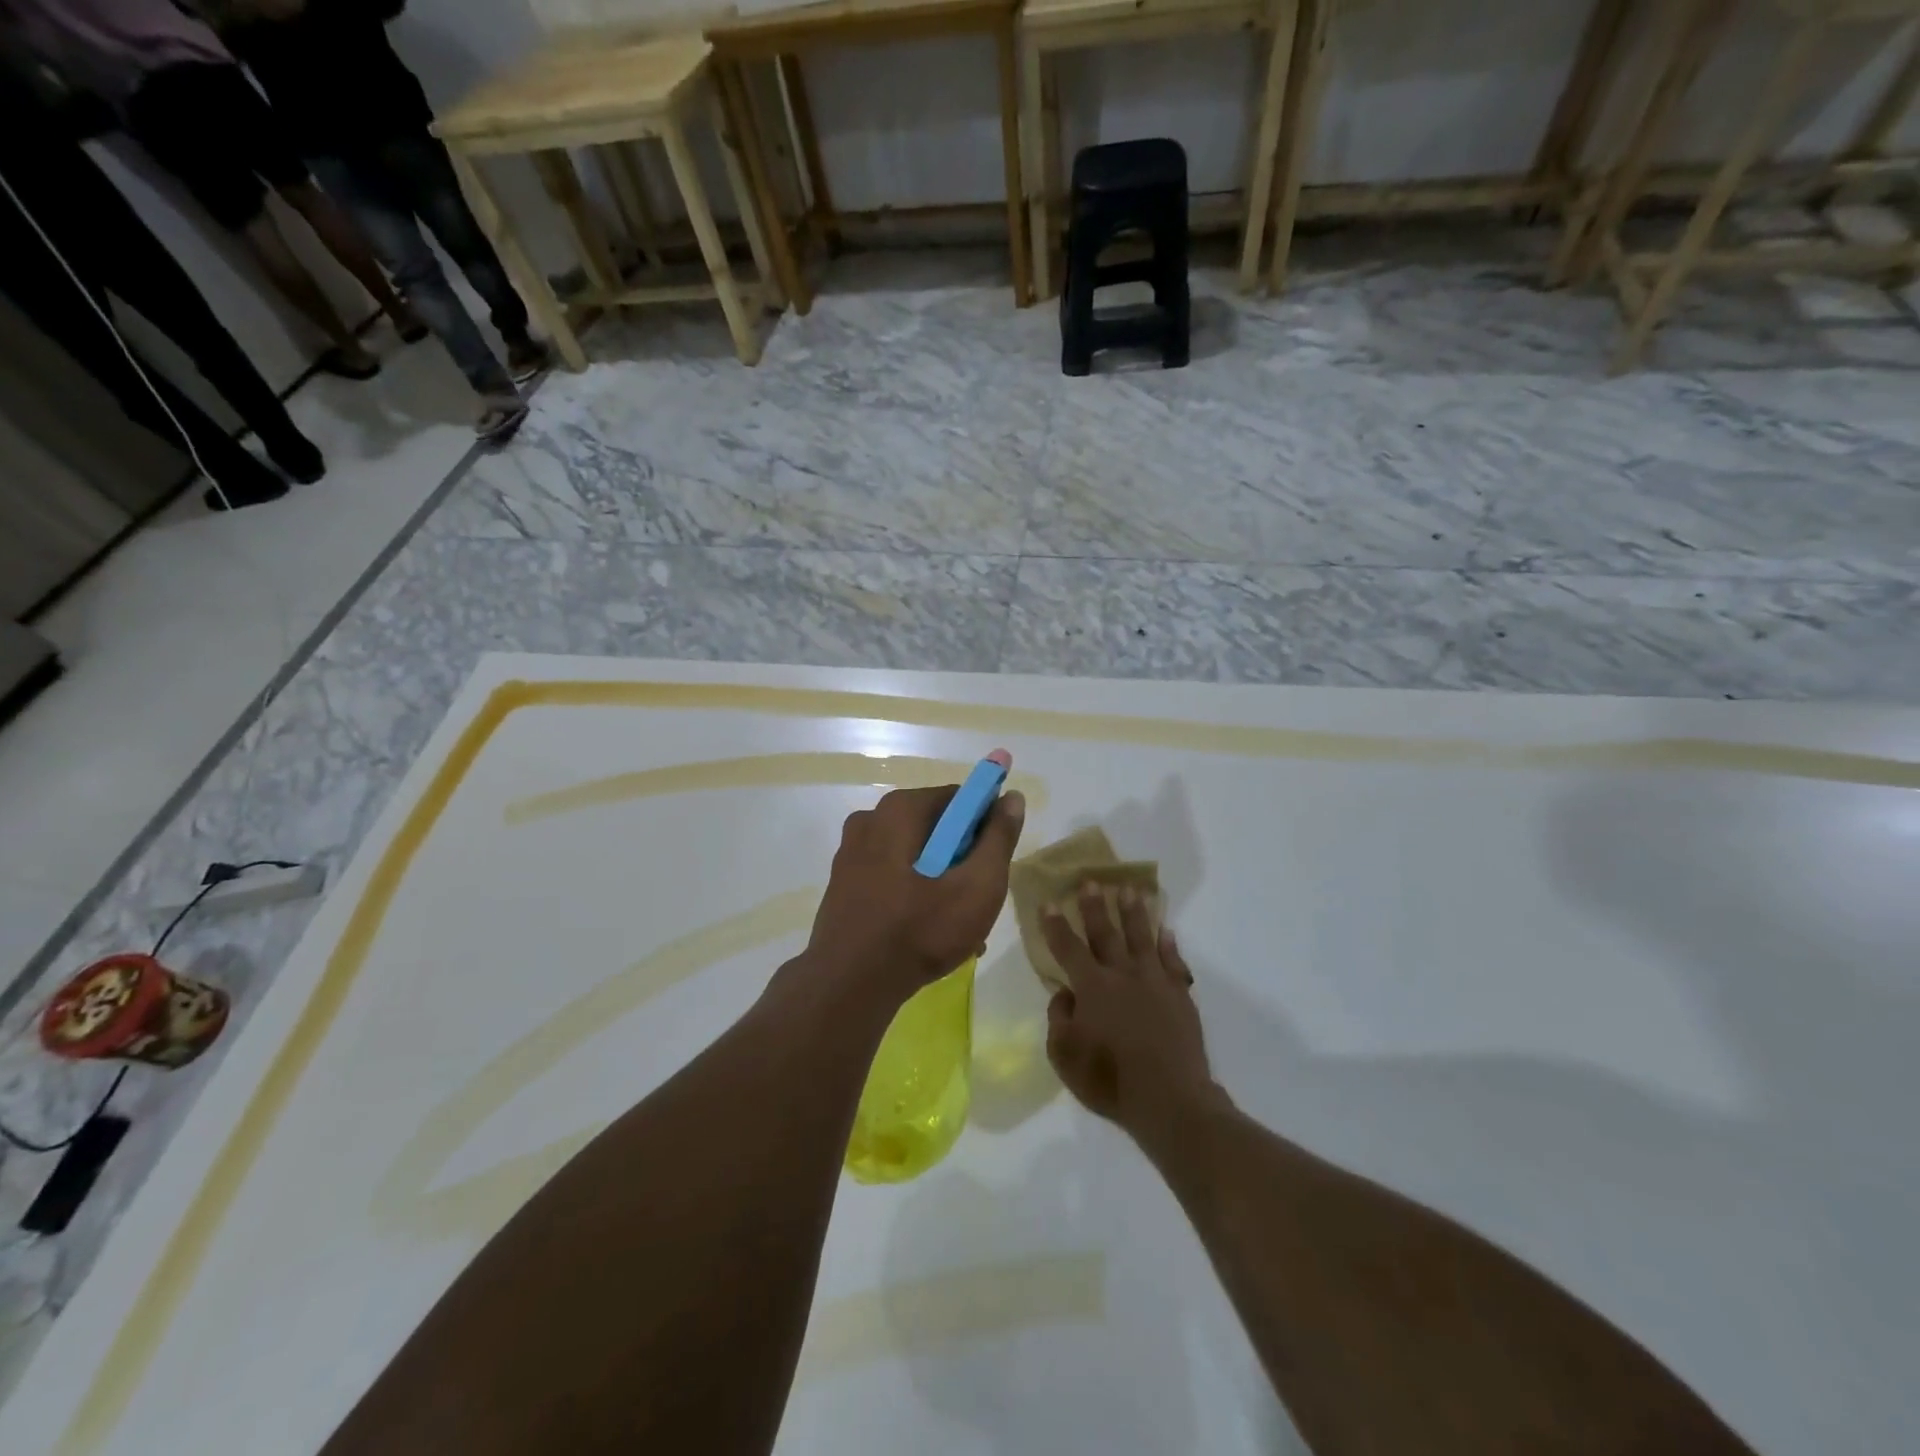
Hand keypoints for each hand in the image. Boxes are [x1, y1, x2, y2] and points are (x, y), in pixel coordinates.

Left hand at [804, 783, 1025, 1000]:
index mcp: (900, 809)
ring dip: (942, 884)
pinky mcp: (844, 883)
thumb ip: (999, 838)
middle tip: (980, 901)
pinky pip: (892, 877)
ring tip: (960, 928)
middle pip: (936, 828)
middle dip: (963, 861)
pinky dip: (915, 896)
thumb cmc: (920, 930)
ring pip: (915, 857)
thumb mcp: (978, 885)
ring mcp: (851, 852)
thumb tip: (1012, 797)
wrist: (849, 986)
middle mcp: (870, 819)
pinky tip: (929, 933)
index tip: (995, 864)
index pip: (960, 799)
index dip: (986, 826)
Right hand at [1042, 886, 1216, 1144]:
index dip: (1055, 925)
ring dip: (1134, 912)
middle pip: (1106, 933)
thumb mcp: (1065, 1056)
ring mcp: (1155, 982)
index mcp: (1092, 988)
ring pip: (1142, 937)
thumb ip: (1059, 1019)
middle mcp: (1122, 975)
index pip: (1068, 948)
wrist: (1170, 1099)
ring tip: (1130, 890)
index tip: (1047, 903)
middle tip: (1091, 881)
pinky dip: (1169, 943)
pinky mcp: (1180, 995)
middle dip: (1095, 906)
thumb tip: (1065, 994)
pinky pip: (1173, 960)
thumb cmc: (1110, 1080)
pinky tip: (1166, 929)